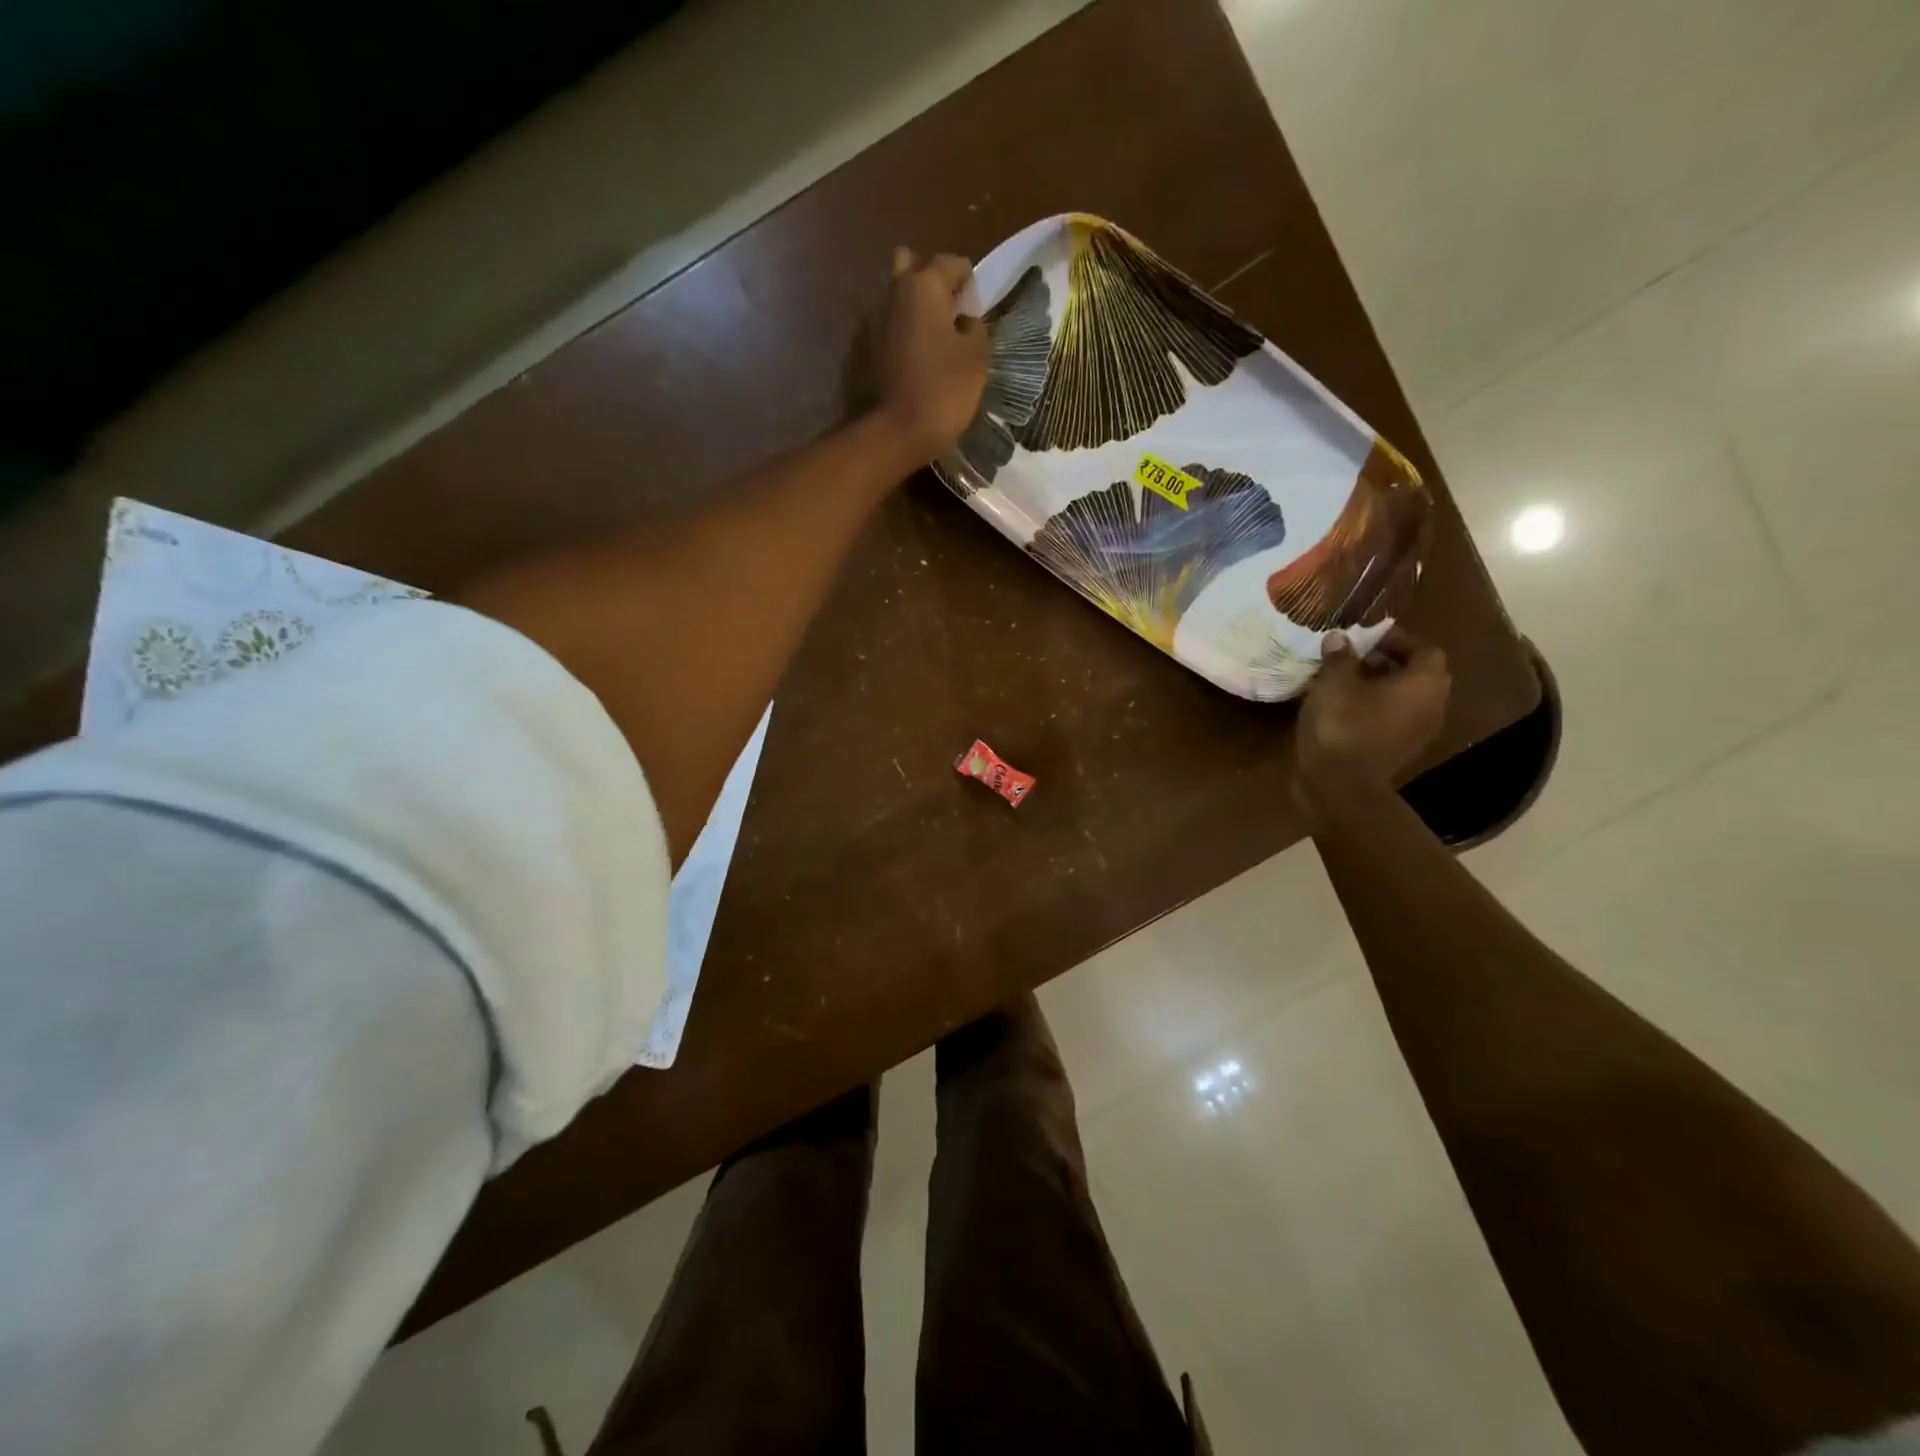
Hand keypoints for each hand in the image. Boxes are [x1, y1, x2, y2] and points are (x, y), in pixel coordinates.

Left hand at [876, 248, 990, 461]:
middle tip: (947, 313)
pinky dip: (898, 334)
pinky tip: (911, 359)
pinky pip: (884, 328)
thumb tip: (964, 321)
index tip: (975, 312)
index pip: (952, 263)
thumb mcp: (976, 357)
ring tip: (930, 340)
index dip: (968, 284)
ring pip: (894, 297)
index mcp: (923, 285)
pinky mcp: (861, 349)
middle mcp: (891, 291)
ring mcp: (871, 320)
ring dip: (911, 309)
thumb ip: (975, 329)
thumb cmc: (943, 390)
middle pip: (911, 265)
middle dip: (930, 280)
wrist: (895, 432)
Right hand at [1295, 626, 1450, 792]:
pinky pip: (1395, 719)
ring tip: (1347, 683)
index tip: (1366, 639)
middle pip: (1419, 674)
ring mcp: (1419, 732)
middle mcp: (1432, 705)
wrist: (1340, 785)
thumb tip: (1340, 638)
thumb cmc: (1342, 724)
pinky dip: (1377, 709)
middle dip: (1390, 662)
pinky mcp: (1401, 751)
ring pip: (1407, 699)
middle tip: (1356, 658)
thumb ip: (1339, 656)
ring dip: (1383, 687)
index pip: (1425, 649)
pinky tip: (1346, 709)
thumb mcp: (1333, 682)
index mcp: (1424, 682)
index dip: (1397, 639)